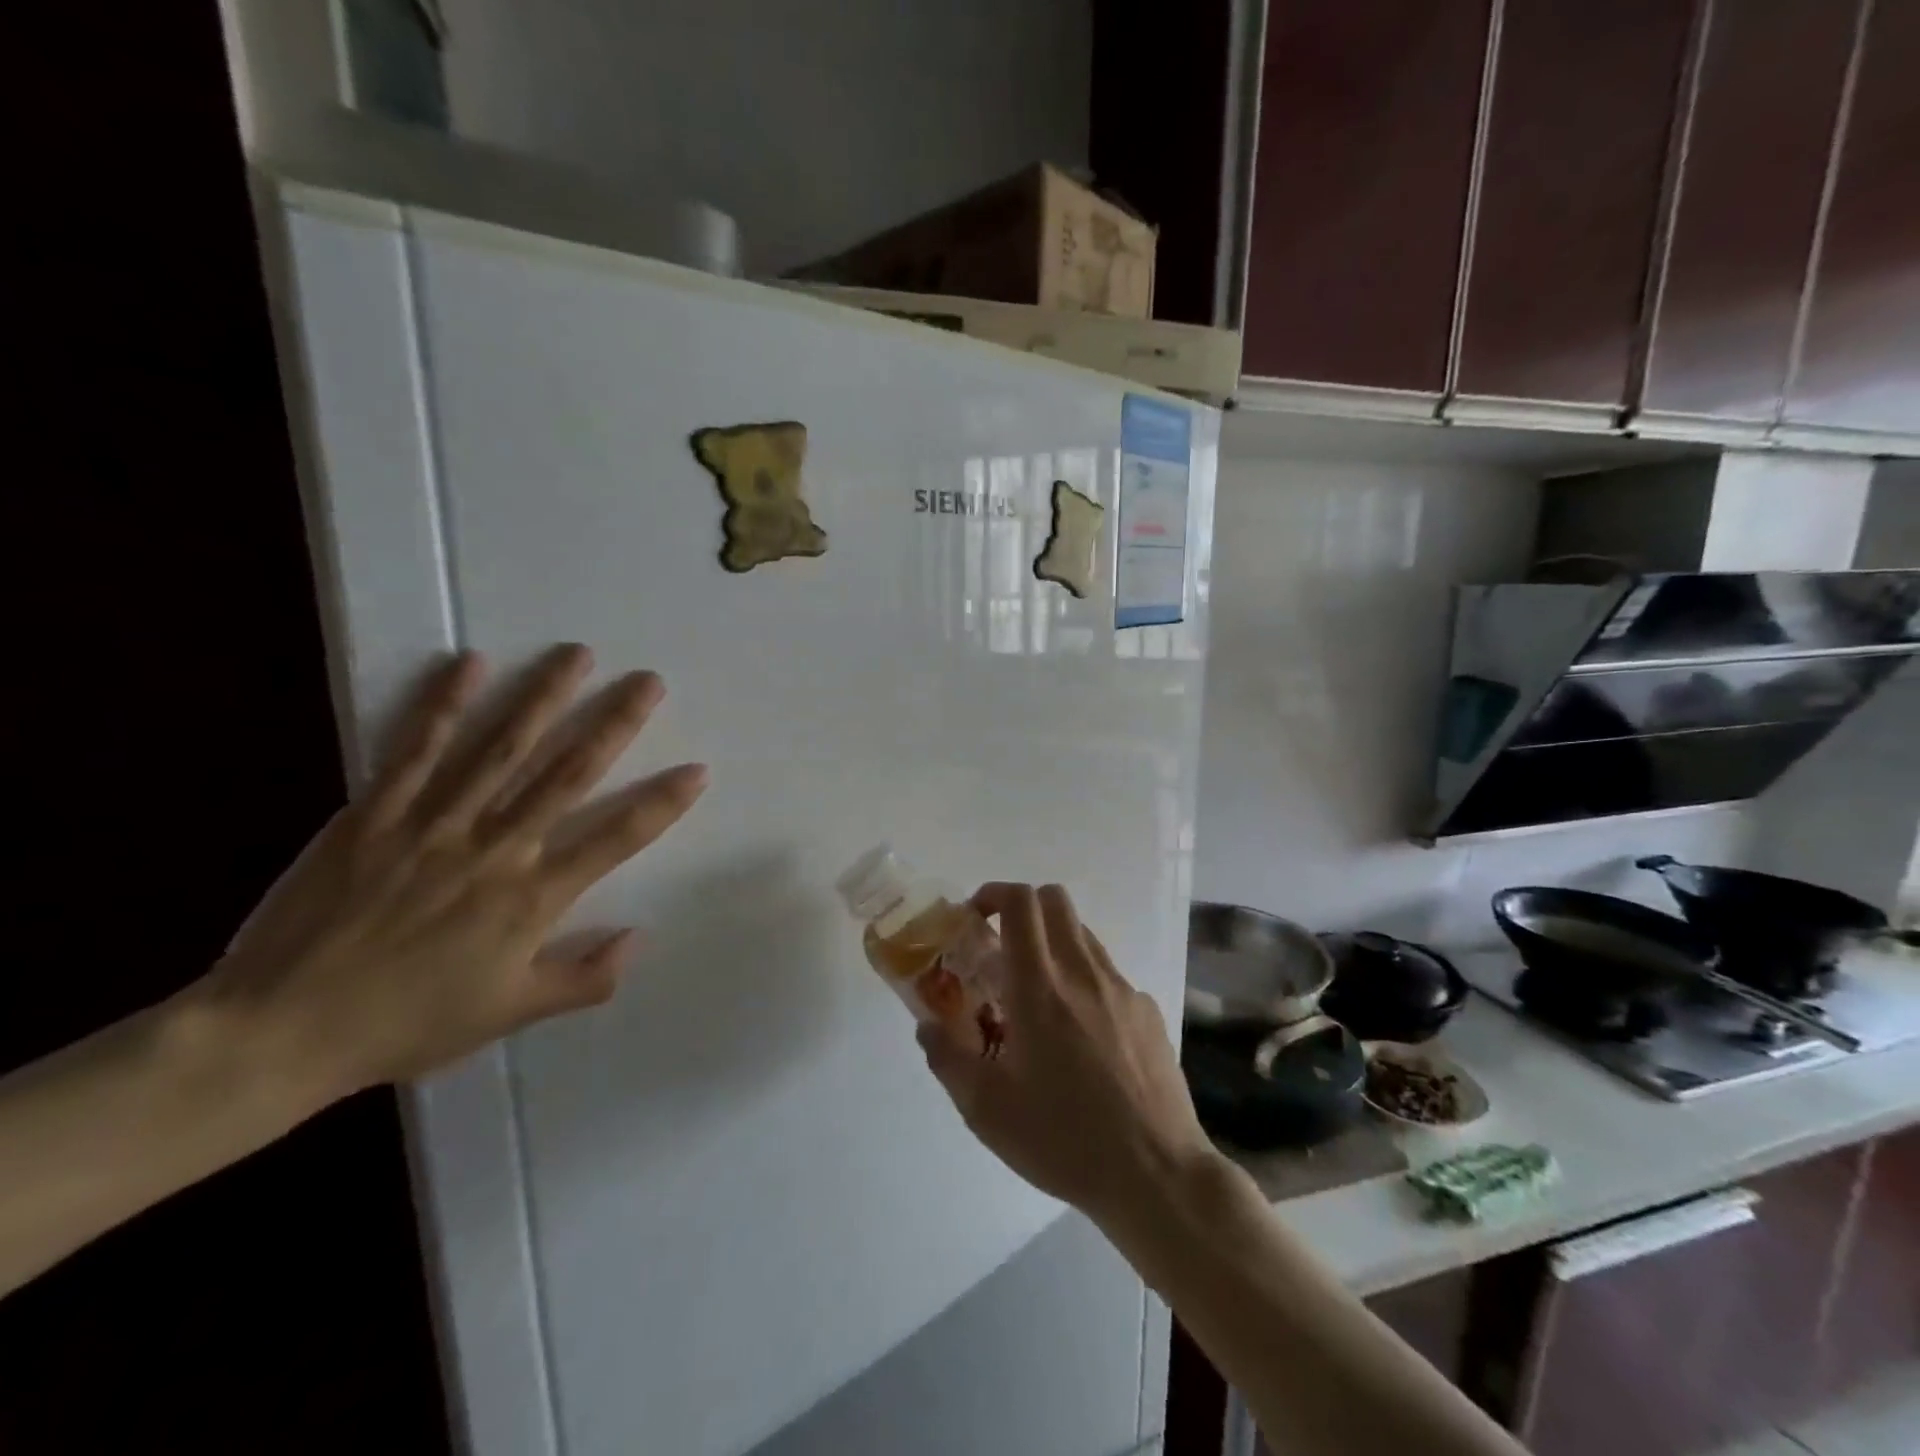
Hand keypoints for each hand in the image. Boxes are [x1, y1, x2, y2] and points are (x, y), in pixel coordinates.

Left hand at [201, 643, 707, 1099]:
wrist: (279, 1031)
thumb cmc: (407, 1024)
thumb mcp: (510, 1014)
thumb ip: (584, 979)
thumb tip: (641, 937)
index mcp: (532, 898)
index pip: (615, 839)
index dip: (662, 803)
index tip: (697, 769)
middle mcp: (495, 849)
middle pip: (567, 775)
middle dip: (614, 724)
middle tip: (649, 683)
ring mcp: (434, 824)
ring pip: (501, 749)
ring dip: (544, 697)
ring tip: (578, 655)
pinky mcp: (375, 813)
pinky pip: (416, 751)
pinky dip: (444, 704)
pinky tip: (471, 664)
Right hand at [918, 883, 1219, 1224]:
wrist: (1155, 1174)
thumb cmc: (1063, 1139)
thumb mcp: (986, 1110)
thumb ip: (947, 1058)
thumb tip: (928, 1025)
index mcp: (1040, 987)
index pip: (1021, 902)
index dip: (993, 893)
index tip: (975, 917)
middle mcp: (1083, 972)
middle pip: (1055, 900)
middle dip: (1022, 908)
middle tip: (1001, 948)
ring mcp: (1122, 988)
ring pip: (1083, 934)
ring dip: (1053, 943)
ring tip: (1037, 997)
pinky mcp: (1147, 1011)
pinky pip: (1108, 975)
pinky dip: (1084, 982)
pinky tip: (1082, 1038)